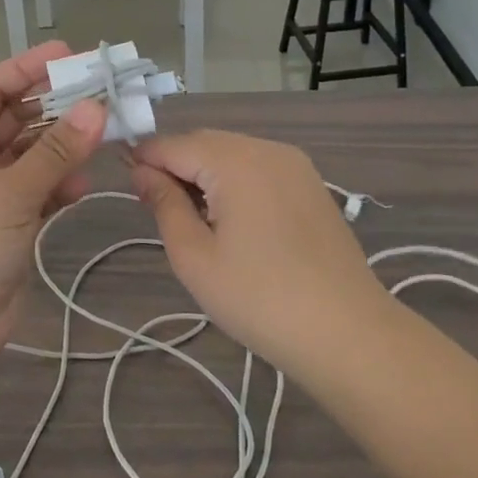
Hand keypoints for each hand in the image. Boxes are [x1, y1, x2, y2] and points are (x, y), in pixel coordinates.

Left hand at [0, 43, 107, 368]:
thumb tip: (98, 107)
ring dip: (65, 146)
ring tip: (105, 136)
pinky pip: (42, 188)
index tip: (71, 54)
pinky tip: (82, 185)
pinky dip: (61, 183)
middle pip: (18, 117)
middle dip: (57, 106)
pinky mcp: (11, 222)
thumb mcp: (8, 194)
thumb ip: (55, 151)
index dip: (28, 67)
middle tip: (103, 93)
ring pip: (35, 153)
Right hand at [129, 130, 394, 381]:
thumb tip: (141, 171)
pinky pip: (257, 166)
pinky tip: (233, 220)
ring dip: (205, 174)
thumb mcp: (194, 256)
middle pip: (203, 143)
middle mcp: (265, 148)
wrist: (348, 334)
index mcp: (234, 160)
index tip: (128, 189)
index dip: (144, 161)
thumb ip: (164, 204)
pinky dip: (235, 181)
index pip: (172, 144)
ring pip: (231, 153)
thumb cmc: (260, 299)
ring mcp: (294, 164)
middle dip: (175, 166)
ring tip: (196, 221)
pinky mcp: (310, 184)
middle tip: (159, 211)